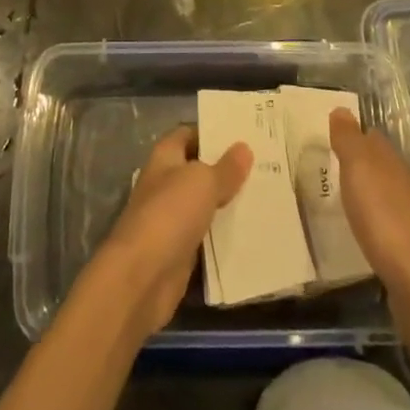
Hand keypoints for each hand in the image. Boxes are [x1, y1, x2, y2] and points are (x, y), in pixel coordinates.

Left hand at [95, 126, 250, 338]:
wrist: (142, 277)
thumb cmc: (169, 214)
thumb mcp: (203, 182)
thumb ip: (225, 168)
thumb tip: (244, 148)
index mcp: (165, 158)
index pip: (189, 134)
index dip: (213, 132)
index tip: (245, 133)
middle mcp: (166, 184)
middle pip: (199, 170)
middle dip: (227, 169)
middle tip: (265, 164)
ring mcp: (172, 219)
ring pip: (206, 205)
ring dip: (230, 203)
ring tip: (267, 195)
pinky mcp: (181, 252)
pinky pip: (208, 237)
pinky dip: (226, 235)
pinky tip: (254, 232)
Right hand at [328, 108, 409, 299]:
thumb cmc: (384, 217)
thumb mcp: (359, 169)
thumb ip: (349, 140)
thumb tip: (342, 109)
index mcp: (393, 163)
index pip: (372, 138)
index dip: (352, 135)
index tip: (328, 138)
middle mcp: (405, 185)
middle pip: (380, 167)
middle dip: (357, 165)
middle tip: (327, 167)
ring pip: (384, 196)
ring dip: (365, 195)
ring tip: (339, 199)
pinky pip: (386, 226)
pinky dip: (372, 223)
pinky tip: (360, 231)